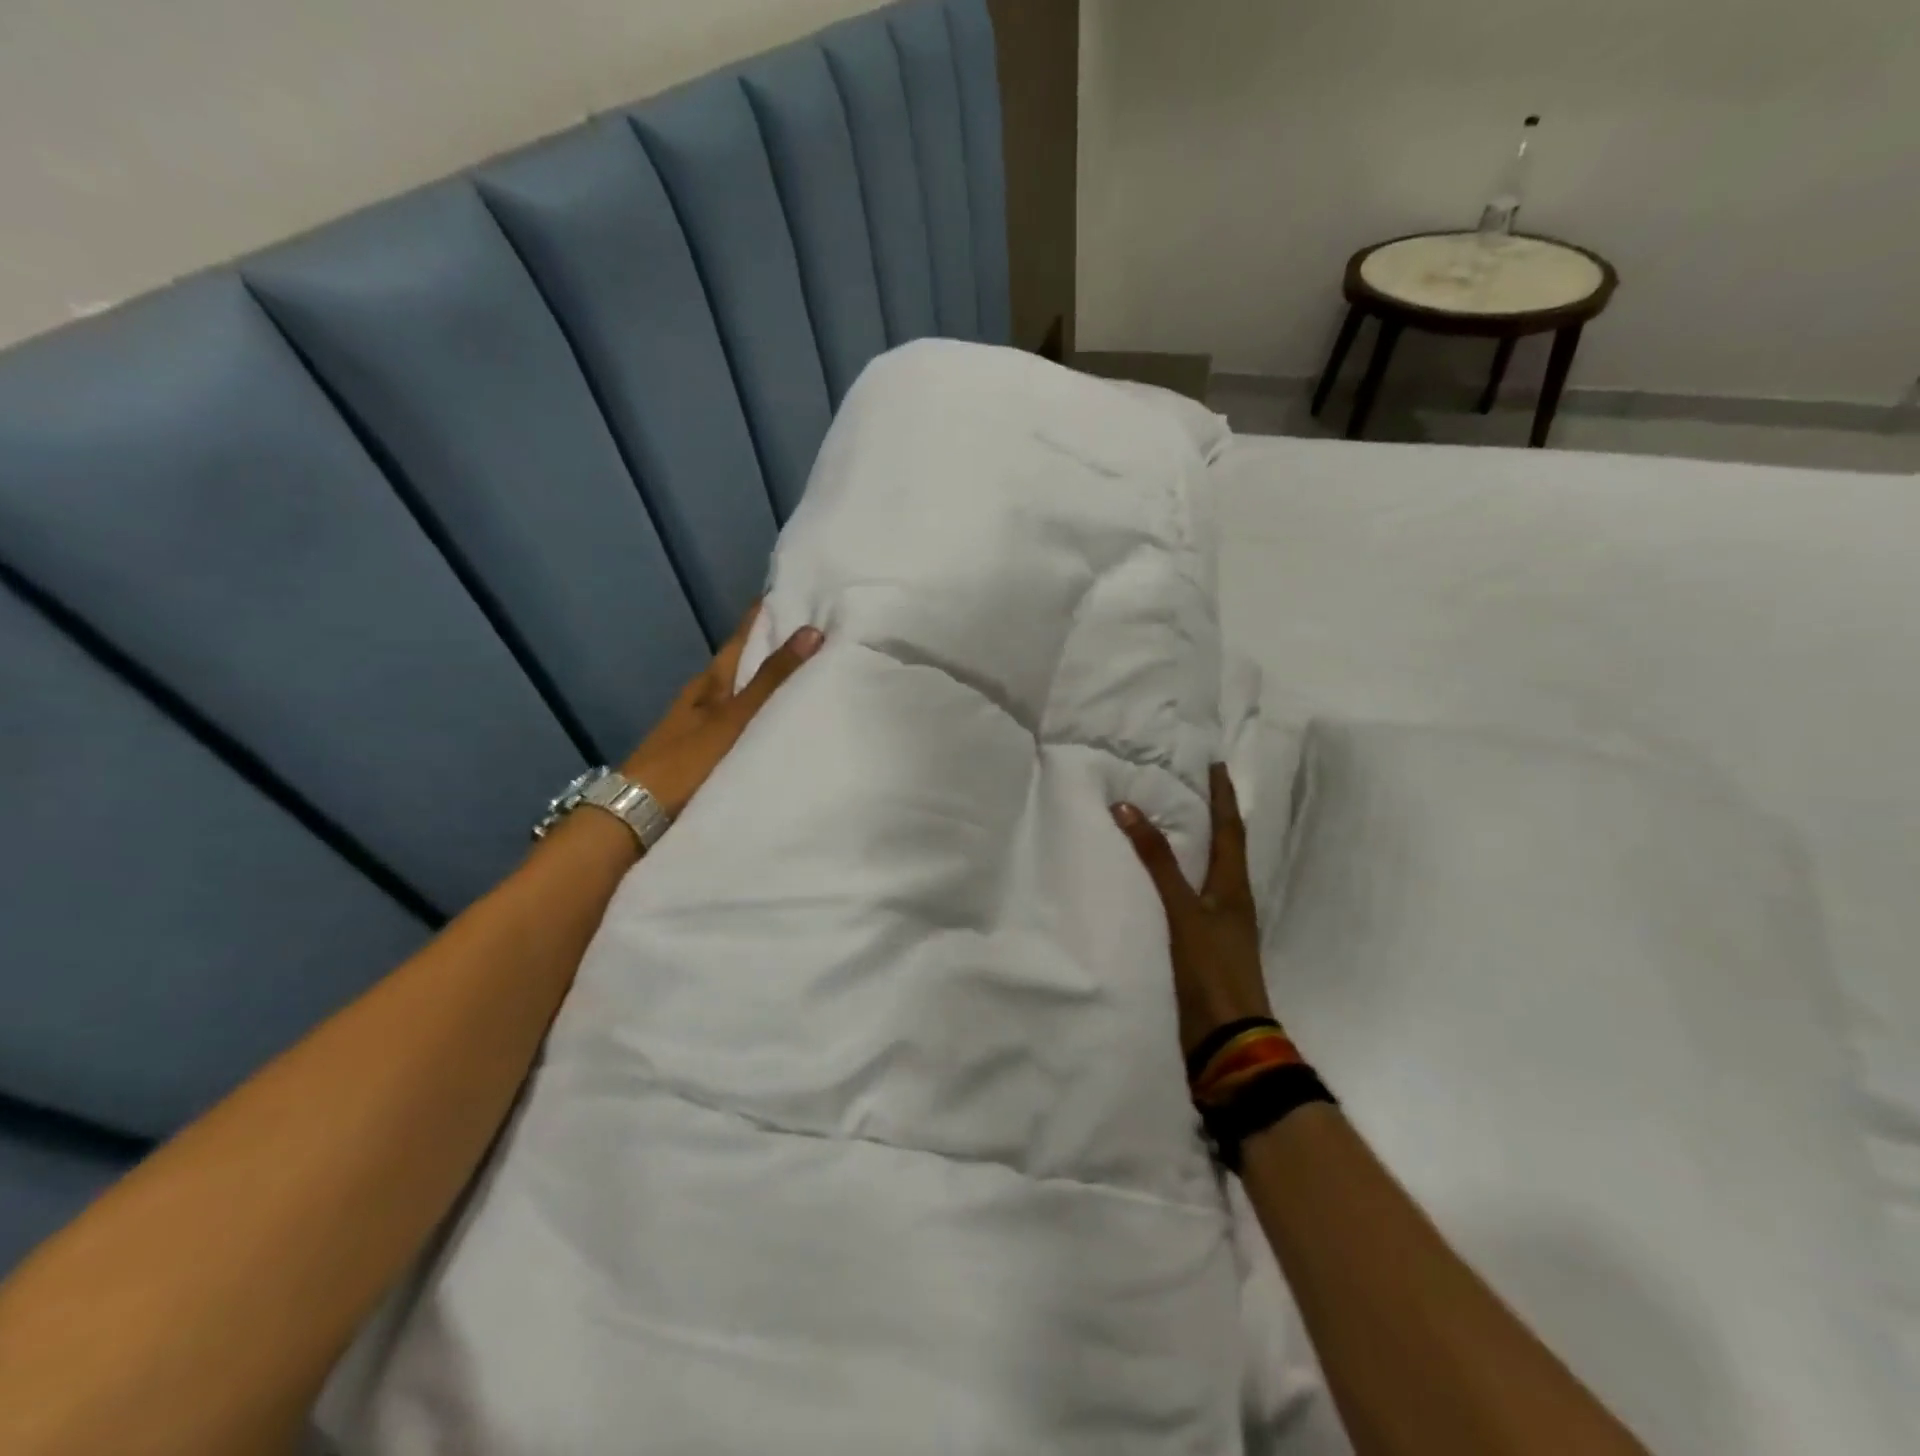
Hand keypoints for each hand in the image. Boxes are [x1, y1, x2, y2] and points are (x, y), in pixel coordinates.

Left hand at [621, 606, 823, 819]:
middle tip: (820, 633)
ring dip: (773, 683)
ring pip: (745, 693)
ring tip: (814, 674)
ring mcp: (706, 725)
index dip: (765, 614)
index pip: (743, 636)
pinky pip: (746, 722)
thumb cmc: (687, 760)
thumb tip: (812, 630)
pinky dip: (766, 714)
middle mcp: (707, 696)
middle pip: (744, 662)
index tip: (800, 593)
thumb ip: (772, 679)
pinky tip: (785, 722)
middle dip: (775, 646)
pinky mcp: (709, 752)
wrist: (640, 815)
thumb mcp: (735, 717)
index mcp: (710, 680)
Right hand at [1112, 765, 1273, 1056]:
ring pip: (1207, 871)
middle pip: (1224, 847)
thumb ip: (1157, 862)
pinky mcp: (1202, 945)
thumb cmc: (1211, 968)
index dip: (1223, 795)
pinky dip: (1178, 876)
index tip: (1215, 764)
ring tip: (1173, 822)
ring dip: (1194, 844)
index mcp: (1233, 886)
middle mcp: (1231, 899)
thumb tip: (1127, 807)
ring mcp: (1219, 924)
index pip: (1230, 829)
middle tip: (1190, 785)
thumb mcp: (1183, 911)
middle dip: (1211, 815)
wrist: (1227, 1040)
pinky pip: (1190, 896)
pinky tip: (1158, 878)